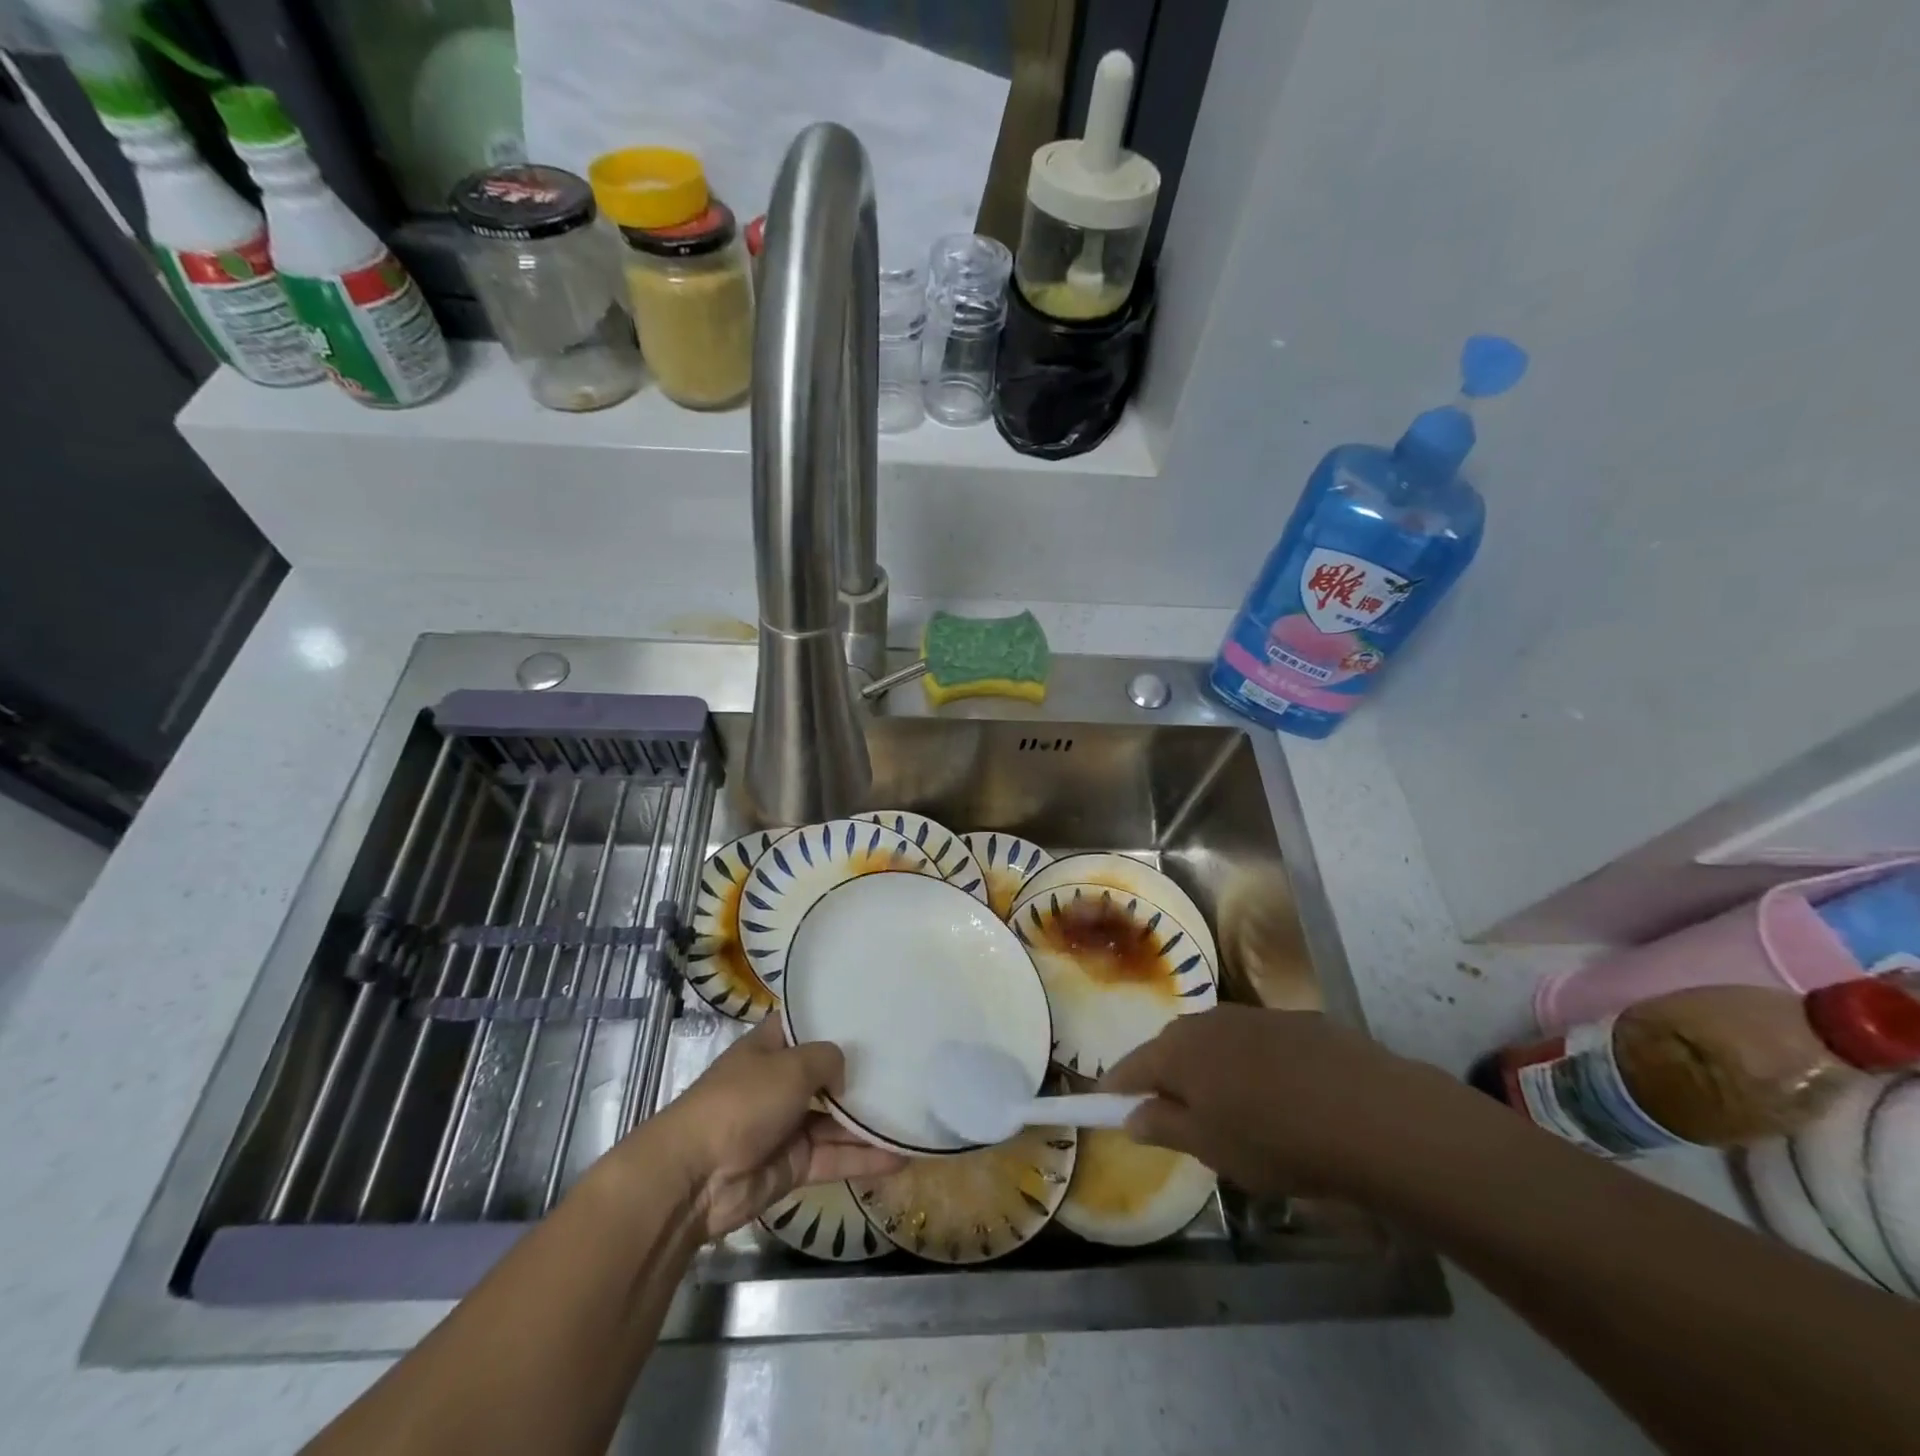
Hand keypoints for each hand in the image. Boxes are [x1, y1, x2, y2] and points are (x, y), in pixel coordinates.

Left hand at [636, 1020, 905, 1237]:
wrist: (696, 1178)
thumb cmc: (741, 1102)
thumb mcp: (790, 1066)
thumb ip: (827, 1060)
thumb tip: (844, 1076)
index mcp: (770, 1047)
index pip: (808, 1025)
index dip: (837, 1019)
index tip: (876, 1013)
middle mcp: (780, 1082)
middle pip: (828, 1073)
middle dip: (861, 1071)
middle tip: (909, 1062)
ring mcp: (787, 1125)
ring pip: (837, 1119)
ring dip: (869, 1120)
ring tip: (914, 1111)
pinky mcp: (794, 1164)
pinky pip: (835, 1156)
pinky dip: (864, 1158)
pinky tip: (901, 1155)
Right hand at [1099, 1004, 1478, 1198]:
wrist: (1373, 1114)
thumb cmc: (1276, 1139)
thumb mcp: (1212, 1148)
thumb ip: (1164, 1127)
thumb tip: (1131, 1115)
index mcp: (1178, 1050)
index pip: (1130, 1066)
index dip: (1116, 1088)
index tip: (1106, 1106)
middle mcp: (1208, 1020)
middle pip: (1171, 1048)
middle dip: (1166, 1078)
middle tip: (1174, 1116)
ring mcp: (1253, 1016)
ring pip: (1215, 1042)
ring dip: (1211, 1070)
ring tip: (1229, 1108)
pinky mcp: (1296, 1021)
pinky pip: (1255, 1043)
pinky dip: (1251, 1065)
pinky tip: (1279, 1096)